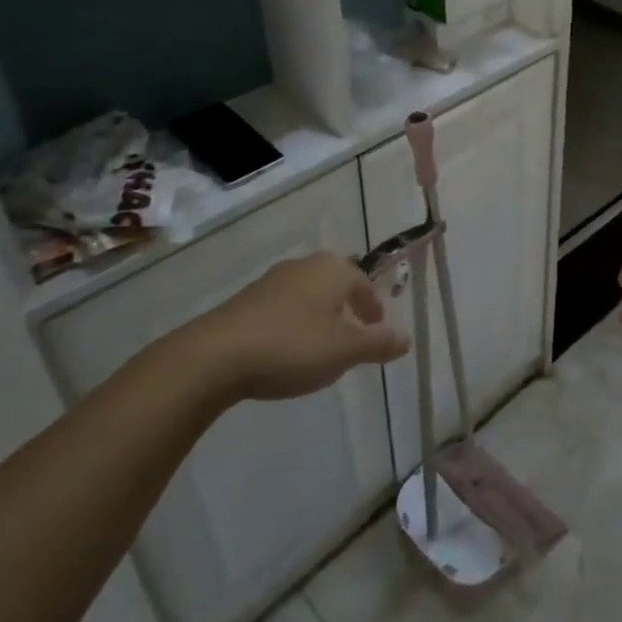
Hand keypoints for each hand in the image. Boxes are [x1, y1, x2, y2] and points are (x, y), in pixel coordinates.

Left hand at [183, 252, 409, 402]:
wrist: (215, 356)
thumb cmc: (292, 346)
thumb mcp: (344, 351)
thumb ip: (378, 343)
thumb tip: (406, 338)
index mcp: (332, 269)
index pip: (363, 283)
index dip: (373, 307)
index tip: (377, 329)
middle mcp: (304, 266)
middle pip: (335, 284)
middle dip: (346, 307)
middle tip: (353, 336)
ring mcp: (271, 281)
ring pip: (307, 296)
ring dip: (318, 316)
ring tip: (321, 347)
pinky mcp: (245, 301)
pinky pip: (282, 309)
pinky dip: (293, 325)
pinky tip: (287, 351)